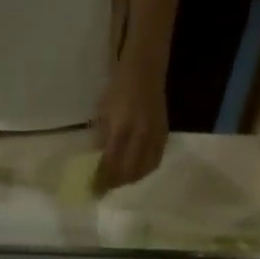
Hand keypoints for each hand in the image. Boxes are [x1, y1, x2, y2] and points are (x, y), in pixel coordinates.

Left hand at [93, 59, 168, 190]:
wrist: (145, 69)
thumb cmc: (118, 87)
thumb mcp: (103, 111)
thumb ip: (103, 136)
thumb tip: (101, 160)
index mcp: (121, 128)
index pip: (111, 163)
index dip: (103, 178)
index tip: (95, 189)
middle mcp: (140, 135)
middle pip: (129, 171)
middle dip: (116, 183)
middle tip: (106, 189)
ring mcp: (154, 135)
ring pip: (145, 168)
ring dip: (131, 179)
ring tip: (120, 182)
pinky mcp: (164, 133)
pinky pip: (156, 159)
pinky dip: (145, 170)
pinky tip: (137, 172)